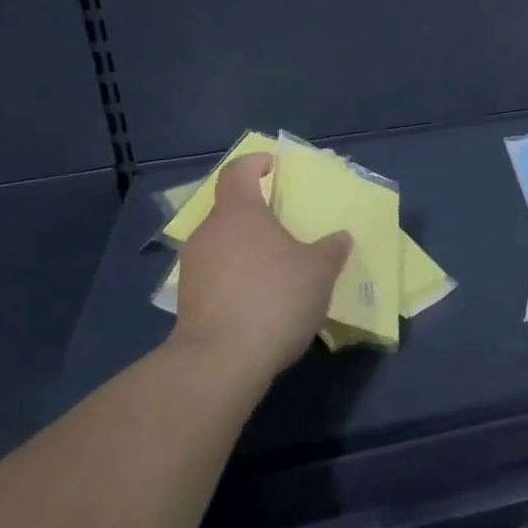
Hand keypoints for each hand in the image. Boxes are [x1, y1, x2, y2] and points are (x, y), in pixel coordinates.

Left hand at [169, 154, 351, 389]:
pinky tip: (260, 301)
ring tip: (278, 268)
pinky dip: (237, 279)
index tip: (275, 167)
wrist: (220, 363)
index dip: (256, 164)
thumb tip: (339, 238)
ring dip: (247, 250)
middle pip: (230, 209)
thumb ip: (331, 249)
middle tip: (287, 225)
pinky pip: (217, 276)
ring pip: (223, 245)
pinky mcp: (188, 303)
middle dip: (257, 214)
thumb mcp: (319, 270)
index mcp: (238, 211)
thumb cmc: (274, 297)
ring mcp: (193, 268)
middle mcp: (209, 232)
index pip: (238, 171)